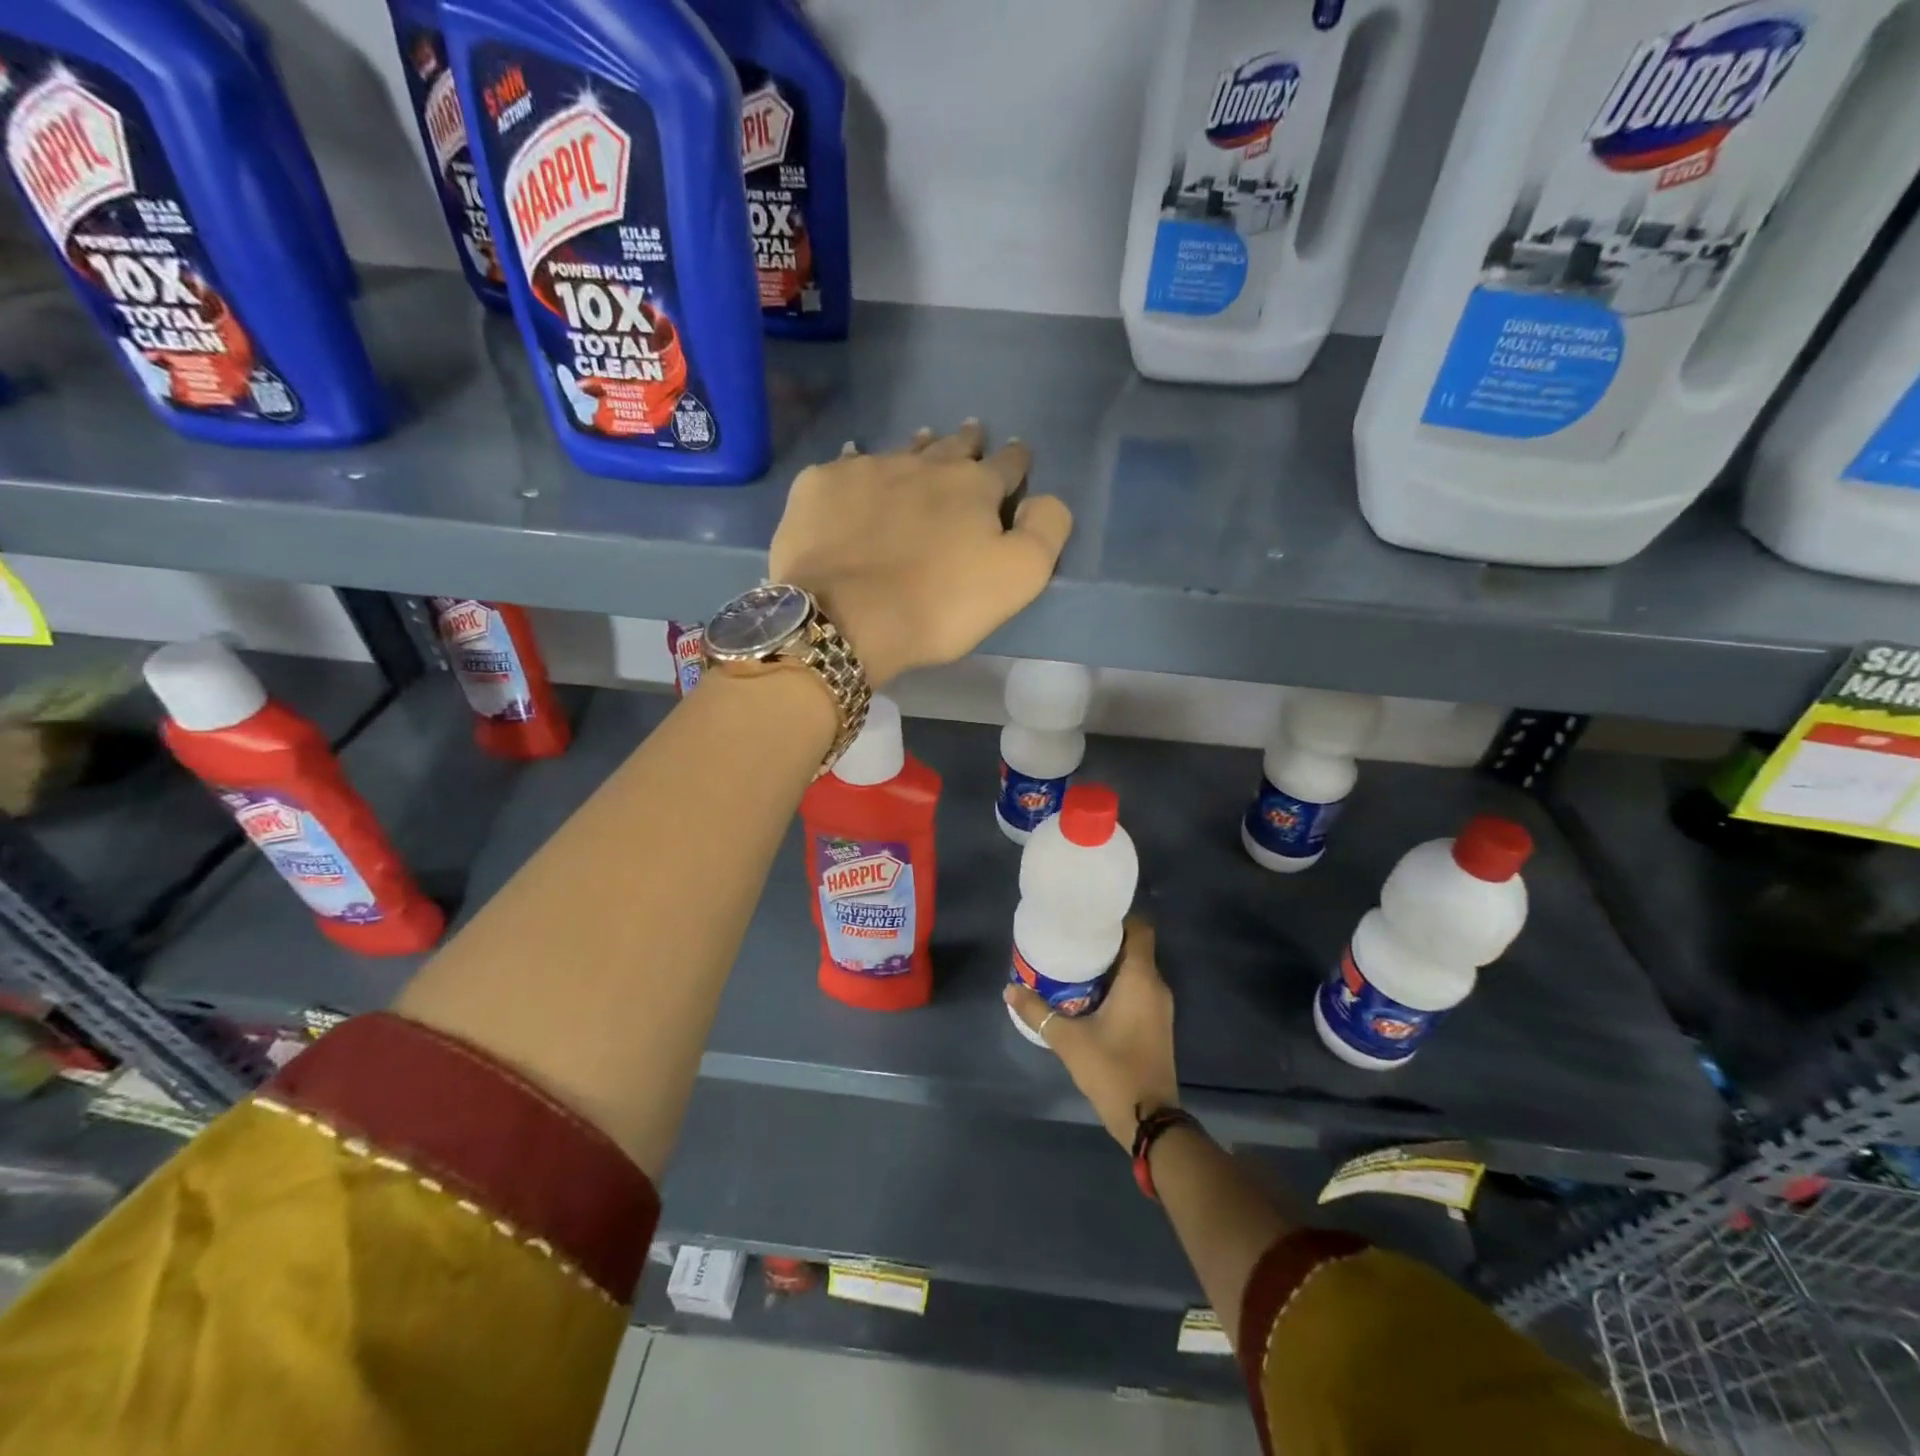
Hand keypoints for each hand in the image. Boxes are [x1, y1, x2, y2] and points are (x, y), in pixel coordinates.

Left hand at [769, 421, 1072, 686]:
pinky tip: (854, 470)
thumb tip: (1046, 499)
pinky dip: (856, 467)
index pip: (1006, 465)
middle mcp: (922, 465)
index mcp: (973, 487)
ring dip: (917, 447)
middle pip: (952, 447)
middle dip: (968, 442)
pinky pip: (844, 466)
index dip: (1016, 460)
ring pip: (900, 450)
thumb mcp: (1018, 577)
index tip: (1018, 453)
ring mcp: (867, 470)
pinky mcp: (820, 486)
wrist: (845, 616)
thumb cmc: (939, 603)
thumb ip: (1045, 532)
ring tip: (923, 440)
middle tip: (972, 433)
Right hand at [1005, 918, 1178, 1148]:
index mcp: (1141, 979)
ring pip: (1135, 970)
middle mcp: (1155, 986)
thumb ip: (1038, 1011)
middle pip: (1134, 948)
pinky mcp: (1156, 1025)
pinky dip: (1116, 985)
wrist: (1149, 1120)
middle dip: (1104, 941)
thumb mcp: (1068, 1039)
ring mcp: (1159, 1007)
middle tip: (1071, 939)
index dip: (1116, 918)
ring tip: (1074, 963)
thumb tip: (1010, 988)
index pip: (1139, 929)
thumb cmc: (1112, 1070)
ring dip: (1109, 965)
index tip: (1087, 918)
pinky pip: (1137, 990)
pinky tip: (1087, 994)